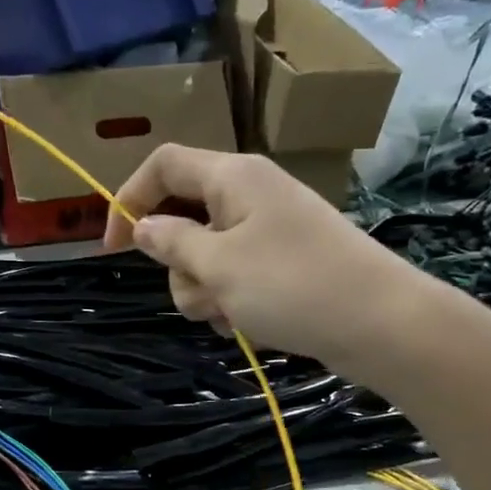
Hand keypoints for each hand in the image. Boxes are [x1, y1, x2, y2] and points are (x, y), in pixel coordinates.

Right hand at [102, 145, 419, 367]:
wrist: (378, 322)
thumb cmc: (292, 285)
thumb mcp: (219, 265)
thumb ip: (172, 242)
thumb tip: (142, 226)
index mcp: (232, 177)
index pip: (163, 166)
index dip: (129, 199)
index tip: (111, 248)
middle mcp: (249, 195)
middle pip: (182, 218)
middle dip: (177, 264)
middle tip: (200, 293)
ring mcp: (268, 231)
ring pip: (206, 256)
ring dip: (203, 290)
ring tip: (230, 314)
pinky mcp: (282, 264)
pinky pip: (234, 276)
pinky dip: (230, 300)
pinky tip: (246, 323)